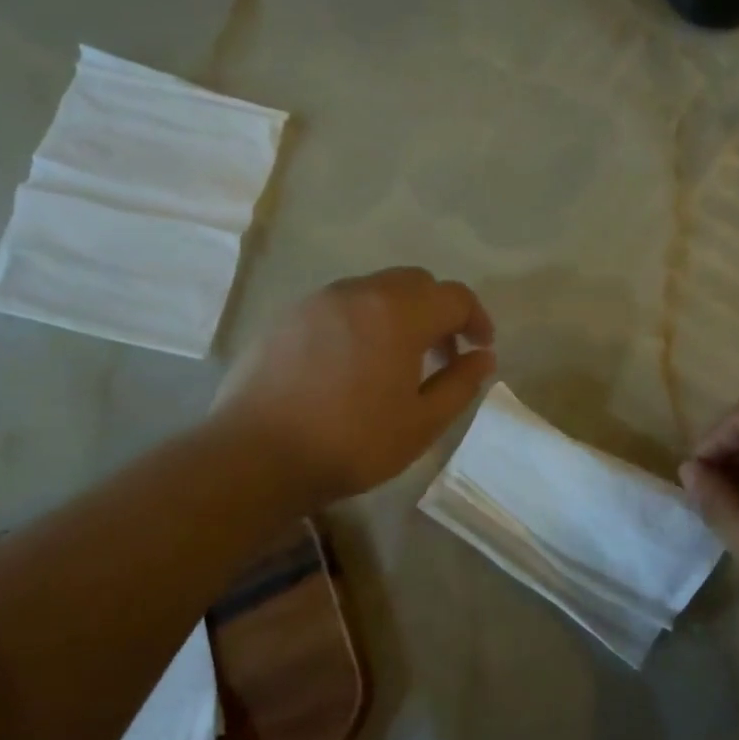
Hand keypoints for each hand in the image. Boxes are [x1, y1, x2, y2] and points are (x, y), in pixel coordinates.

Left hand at [213, 267, 495, 505]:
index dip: (476, 319)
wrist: (255, 456)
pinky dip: (361, 321)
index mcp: (398, 313)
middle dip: (438, 312)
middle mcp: (358, 292)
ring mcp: (317, 301)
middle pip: (414, 283)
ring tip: (396, 361)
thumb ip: (460, 384)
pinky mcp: (286, 317)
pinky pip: (339, 306)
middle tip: (442, 354)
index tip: (480, 349)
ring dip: (399, 314)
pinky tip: (351, 364)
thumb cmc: (351, 443)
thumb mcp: (421, 424)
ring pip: (374, 290)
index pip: (454, 297)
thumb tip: (483, 357)